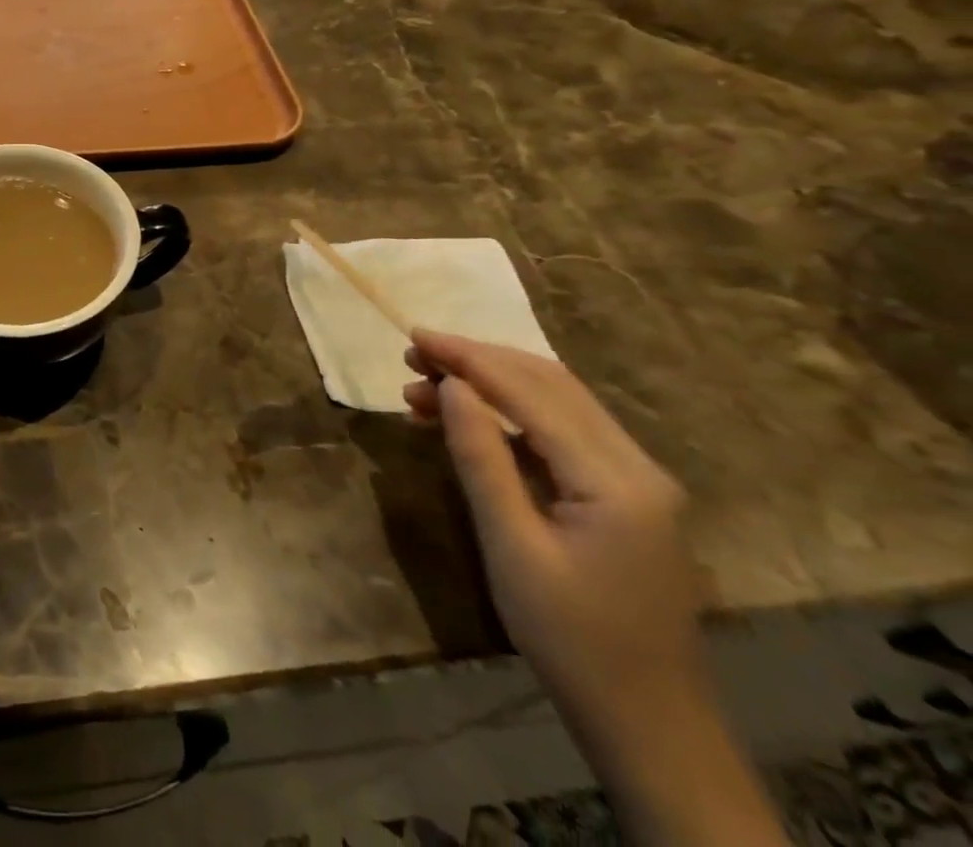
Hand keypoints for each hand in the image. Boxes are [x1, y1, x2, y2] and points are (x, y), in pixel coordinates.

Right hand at [403, 331, 703, 733]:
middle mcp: (635, 465)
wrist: (648, 724)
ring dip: (490, 384)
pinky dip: (509, 414)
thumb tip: (450, 386)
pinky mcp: (623, 495)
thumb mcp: (511, 546)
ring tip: (424, 388)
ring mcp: (635, 480)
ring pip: (555, 402)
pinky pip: (561, 432)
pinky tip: (466, 420)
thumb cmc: (571, 638)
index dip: (468, 358)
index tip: (414, 337)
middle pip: (549, 384)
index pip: (531, 392)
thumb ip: (481, 457)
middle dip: (478, 361)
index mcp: (616, 480)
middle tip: (414, 357)